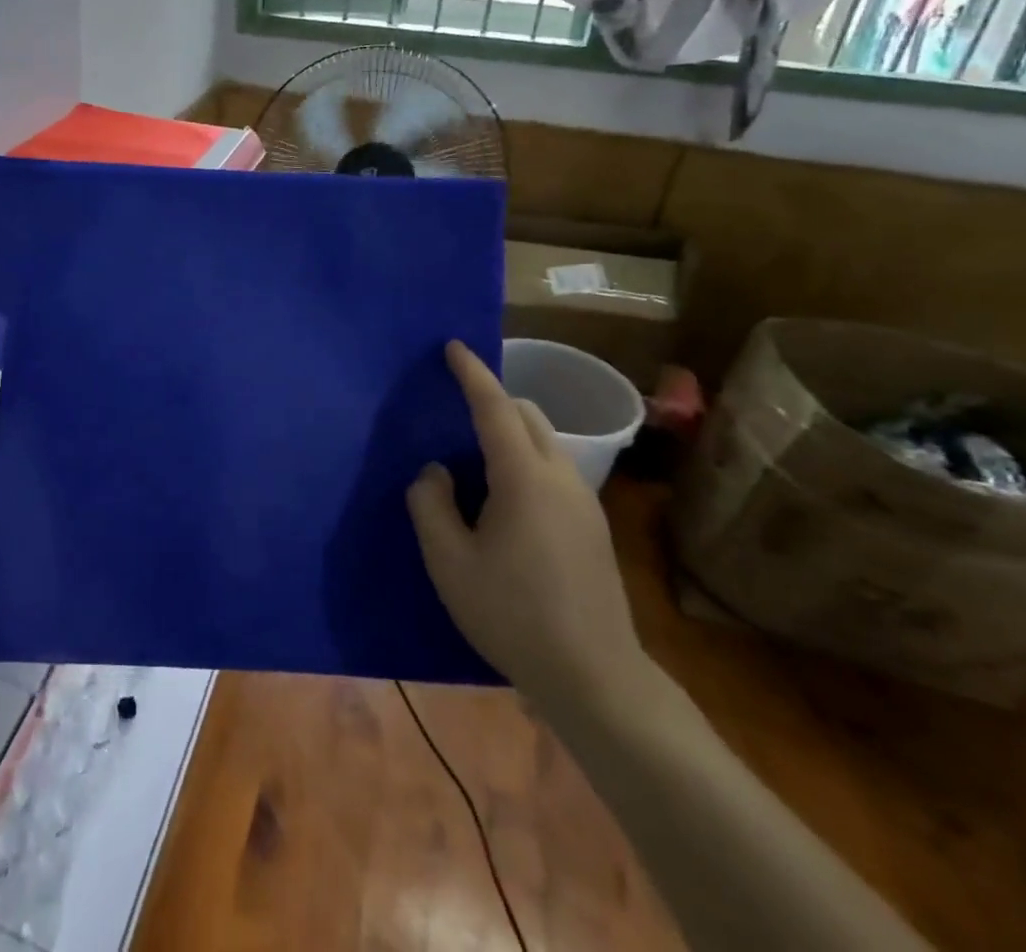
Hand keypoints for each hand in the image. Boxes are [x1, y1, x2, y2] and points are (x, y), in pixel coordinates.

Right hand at [407, 340, 652, 718]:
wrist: (595, 679)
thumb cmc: (513, 614)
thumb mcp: (449, 561)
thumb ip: (430, 504)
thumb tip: (436, 473)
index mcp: (524, 478)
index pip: (495, 407)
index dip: (472, 373)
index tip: (453, 346)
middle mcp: (561, 477)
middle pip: (527, 415)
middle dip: (493, 399)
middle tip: (455, 410)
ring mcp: (584, 502)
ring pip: (545, 441)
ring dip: (511, 432)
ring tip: (474, 459)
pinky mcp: (593, 527)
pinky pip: (554, 469)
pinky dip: (525, 459)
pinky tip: (504, 499)